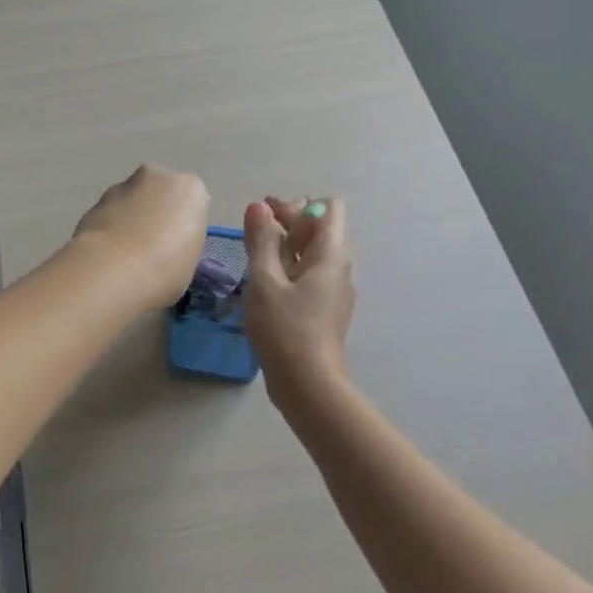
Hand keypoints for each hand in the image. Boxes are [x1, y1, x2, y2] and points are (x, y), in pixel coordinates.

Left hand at [72, 164, 209, 309]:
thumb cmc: (165, 269)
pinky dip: (108, 230)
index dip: (184, 227)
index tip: (178, 249)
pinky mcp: (93, 203)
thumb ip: (181, 243)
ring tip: (125, 257)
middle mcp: (156, 177)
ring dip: (130, 220)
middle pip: (159, 193)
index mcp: (189, 189)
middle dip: (155, 213)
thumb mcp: (190, 261)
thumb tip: (166, 246)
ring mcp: (120, 187)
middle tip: (152, 248)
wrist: (111, 271)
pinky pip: (108, 216)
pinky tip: (106, 256)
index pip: (192, 203)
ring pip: (131, 201)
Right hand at [242, 196, 354, 398]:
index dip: (296, 206)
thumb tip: (259, 207)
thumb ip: (262, 241)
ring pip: (312, 256)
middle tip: (253, 239)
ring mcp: (335, 292)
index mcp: (331, 255)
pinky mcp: (325, 312)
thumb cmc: (285, 329)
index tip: (265, 222)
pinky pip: (309, 278)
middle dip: (286, 225)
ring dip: (284, 250)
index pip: (328, 207)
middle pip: (320, 229)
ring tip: (255, 264)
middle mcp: (340, 269)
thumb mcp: (265, 281)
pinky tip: (265, 289)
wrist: (308, 386)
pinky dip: (288, 272)